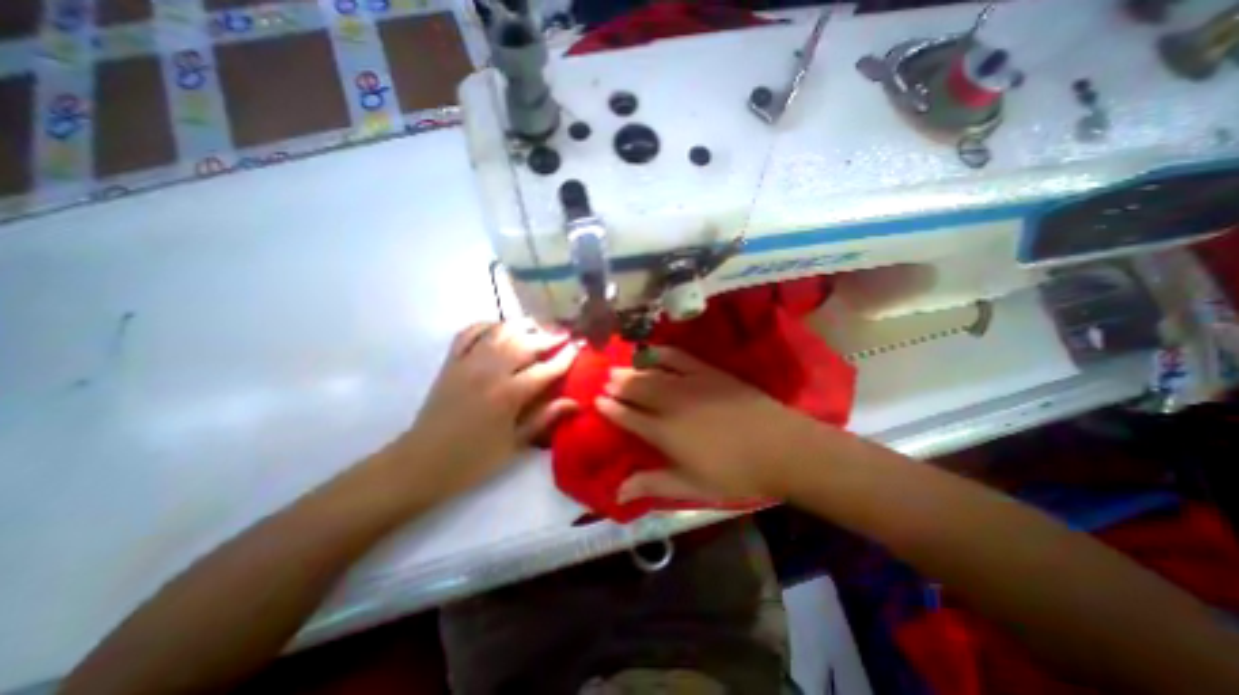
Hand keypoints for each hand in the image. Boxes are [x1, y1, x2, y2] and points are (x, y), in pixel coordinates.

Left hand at [389, 319, 578, 502]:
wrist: (422, 462)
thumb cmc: (474, 459)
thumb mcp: (515, 444)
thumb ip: (545, 418)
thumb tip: (575, 402)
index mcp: (508, 395)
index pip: (545, 369)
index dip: (565, 357)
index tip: (579, 346)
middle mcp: (489, 372)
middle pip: (525, 343)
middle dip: (549, 336)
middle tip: (564, 334)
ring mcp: (467, 363)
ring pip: (500, 331)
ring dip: (522, 325)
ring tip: (538, 326)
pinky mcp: (451, 362)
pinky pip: (469, 333)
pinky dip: (487, 325)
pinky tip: (499, 327)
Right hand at [596, 347, 818, 505]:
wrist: (780, 447)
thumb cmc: (734, 474)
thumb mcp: (691, 486)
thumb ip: (652, 483)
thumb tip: (618, 493)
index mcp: (664, 433)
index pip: (628, 417)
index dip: (610, 409)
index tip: (597, 401)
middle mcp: (671, 404)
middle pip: (636, 390)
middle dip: (617, 385)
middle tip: (605, 381)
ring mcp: (690, 384)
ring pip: (652, 373)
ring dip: (632, 370)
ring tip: (618, 368)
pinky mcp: (708, 372)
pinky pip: (679, 358)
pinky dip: (661, 353)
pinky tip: (651, 351)